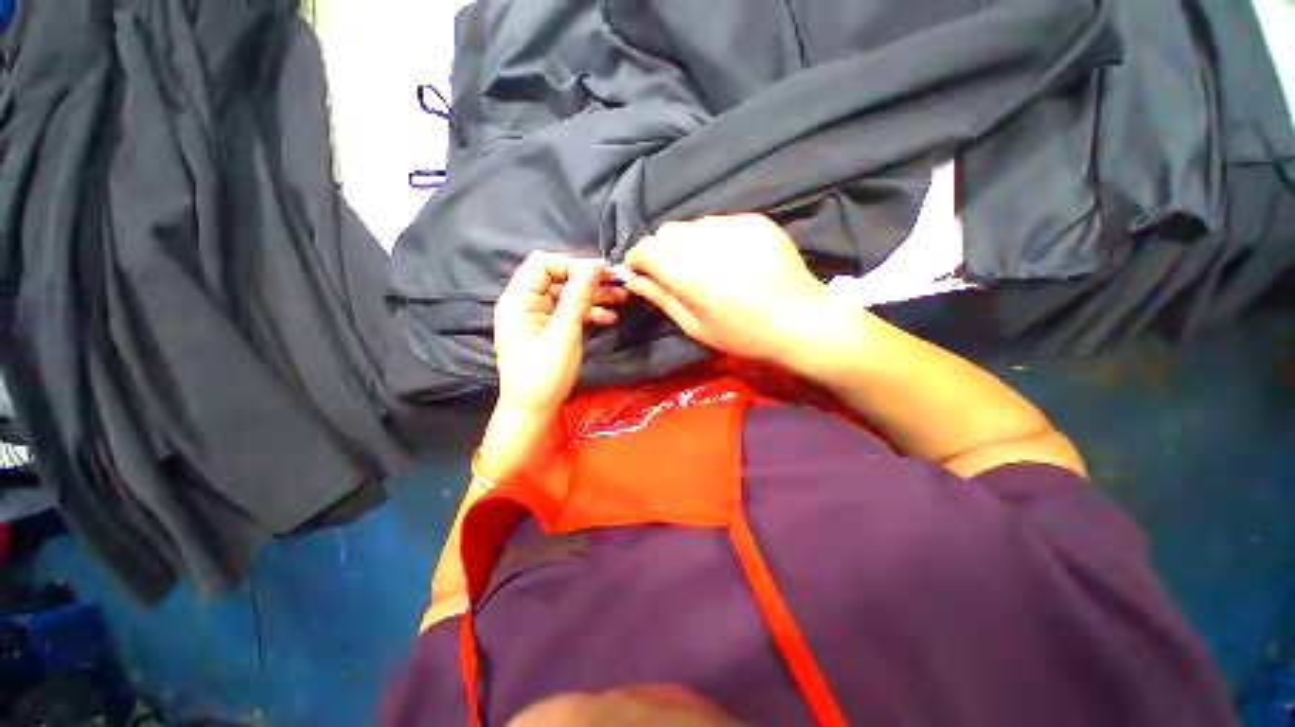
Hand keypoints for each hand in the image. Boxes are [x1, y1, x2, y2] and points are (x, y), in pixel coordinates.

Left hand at [493, 252, 627, 418]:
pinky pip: (568, 313)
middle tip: (618, 286)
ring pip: (567, 295)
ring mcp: (536, 317)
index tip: (602, 274)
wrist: (532, 411)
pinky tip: (608, 318)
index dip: (573, 265)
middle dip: (589, 281)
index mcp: (519, 300)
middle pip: (558, 278)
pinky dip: (588, 313)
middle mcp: (525, 303)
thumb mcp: (564, 333)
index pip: (543, 263)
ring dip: (593, 297)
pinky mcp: (547, 330)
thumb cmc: (544, 374)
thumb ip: (578, 296)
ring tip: (621, 300)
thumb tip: (594, 264)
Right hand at [623, 214, 830, 365]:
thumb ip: (661, 297)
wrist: (800, 320)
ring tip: (706, 267)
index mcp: (686, 271)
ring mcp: (731, 225)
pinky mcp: (753, 220)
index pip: (644, 248)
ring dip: (688, 244)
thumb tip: (632, 280)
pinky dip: (714, 238)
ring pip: (691, 226)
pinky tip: (730, 259)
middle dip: (662, 252)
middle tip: (677, 276)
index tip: (643, 275)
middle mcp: (705, 240)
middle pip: (666, 233)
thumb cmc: (742, 334)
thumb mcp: (694, 325)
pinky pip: (719, 222)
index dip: (638, 261)